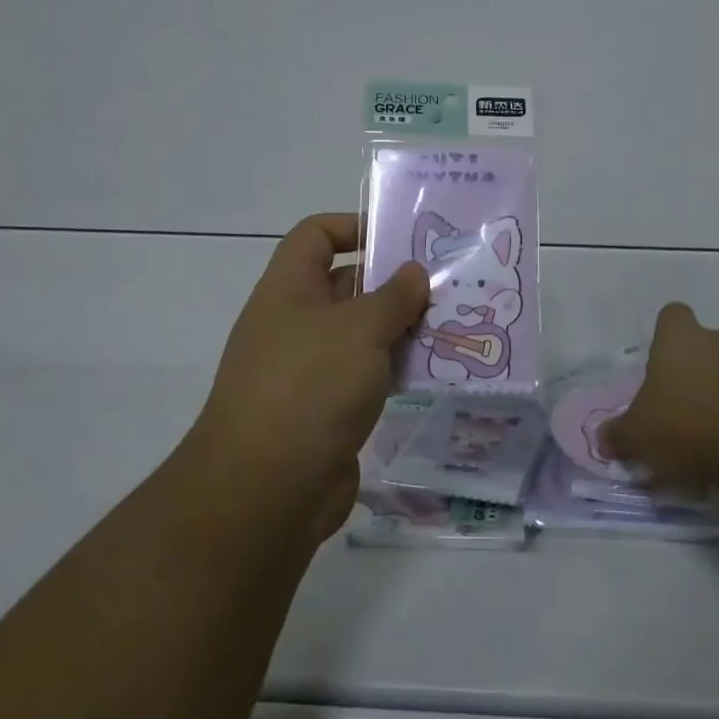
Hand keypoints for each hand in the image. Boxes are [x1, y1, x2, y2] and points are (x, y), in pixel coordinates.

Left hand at [194, 213, 428, 538]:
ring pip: (360, 333)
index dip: (353, 226)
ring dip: (400, 328)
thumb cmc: (309, 388)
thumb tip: (414, 272)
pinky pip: (365, 375)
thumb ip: (393, 296)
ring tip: (452, 324)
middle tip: (445, 282)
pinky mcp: (325, 410)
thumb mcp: (359, 329)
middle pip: (346, 284)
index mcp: (288, 290)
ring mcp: (308, 369)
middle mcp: (295, 323)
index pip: (315, 235)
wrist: (266, 492)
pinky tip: (433, 371)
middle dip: (392, 282)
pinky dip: (394, 369)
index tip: (401, 238)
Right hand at [599, 302, 718, 491]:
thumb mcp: (637, 436)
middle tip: (682, 401)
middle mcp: (718, 341)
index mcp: (679, 339)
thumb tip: (603, 440)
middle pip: (706, 342)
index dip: (665, 334)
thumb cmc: (686, 425)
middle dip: (696, 366)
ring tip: (709, 431)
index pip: (672, 315)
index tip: (659, 361)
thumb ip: (618, 435)